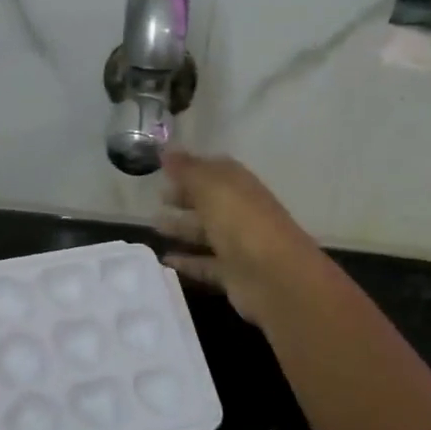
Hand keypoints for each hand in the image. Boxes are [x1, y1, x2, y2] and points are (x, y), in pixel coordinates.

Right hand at [158, 150, 321, 324]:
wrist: (276, 278)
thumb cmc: (242, 224)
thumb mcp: (211, 188)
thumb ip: (187, 170)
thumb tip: (166, 150)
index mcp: (240, 186)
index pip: (215, 170)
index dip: (191, 167)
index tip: (164, 167)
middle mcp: (241, 212)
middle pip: (210, 201)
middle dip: (185, 197)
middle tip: (157, 198)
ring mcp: (239, 245)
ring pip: (206, 232)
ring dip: (182, 228)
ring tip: (154, 227)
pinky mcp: (233, 274)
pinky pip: (205, 264)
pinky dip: (186, 262)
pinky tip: (164, 260)